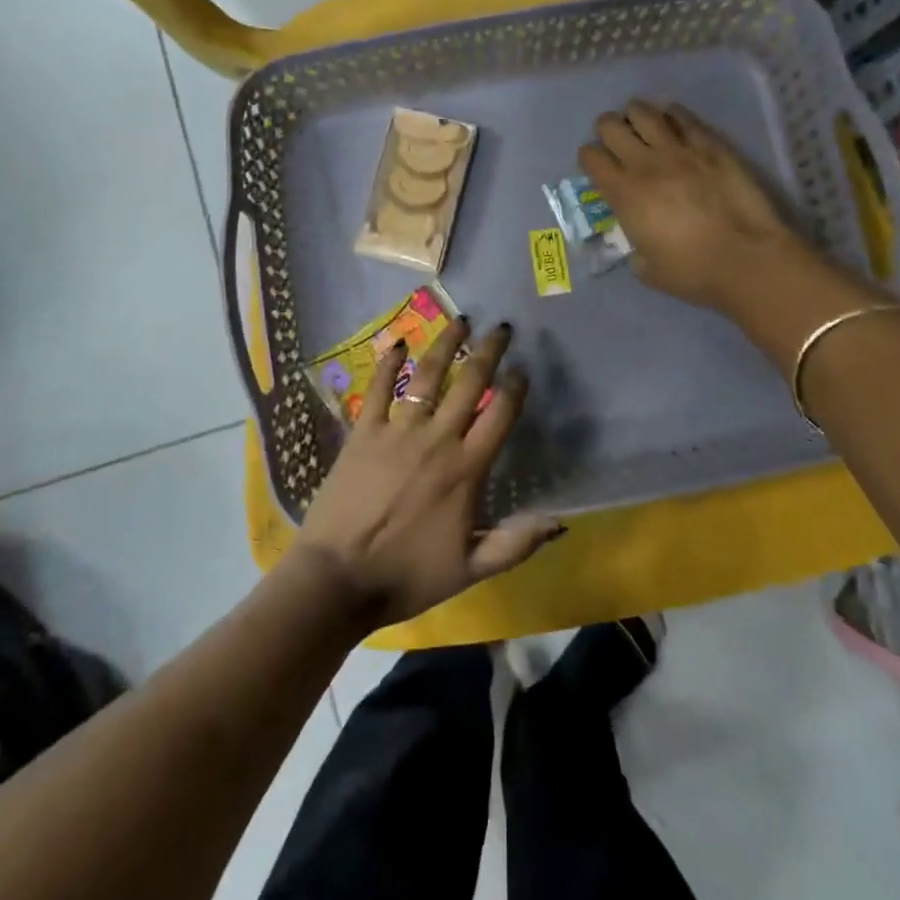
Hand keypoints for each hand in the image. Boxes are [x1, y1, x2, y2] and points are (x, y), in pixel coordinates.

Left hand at [293, 317, 563, 630]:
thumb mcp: (470, 569)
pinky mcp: (363, 432)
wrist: (339, 579)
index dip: (516, 386)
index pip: (499, 414)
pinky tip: (398, 344)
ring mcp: (397, 431)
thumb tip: (560, 520)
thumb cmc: (407, 575)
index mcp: (466, 469)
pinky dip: (389, 364)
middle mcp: (436, 439)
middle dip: (488, 351)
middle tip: (500, 327)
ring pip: (428, 376)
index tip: (524, 368)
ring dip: (446, 345)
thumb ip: (516, 543)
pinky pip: (379, 389)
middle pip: (469, 383)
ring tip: (460, 320)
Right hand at [580, 99, 799, 312]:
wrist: (745, 259)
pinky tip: (674, 124)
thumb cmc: (692, 272)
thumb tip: (638, 239)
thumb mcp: (645, 268)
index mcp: (623, 193)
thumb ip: (634, 246)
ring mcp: (679, 149)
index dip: (589, 158)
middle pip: (610, 125)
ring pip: (644, 112)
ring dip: (636, 116)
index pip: (591, 156)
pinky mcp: (710, 145)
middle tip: (617, 142)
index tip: (597, 167)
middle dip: (607, 130)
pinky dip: (672, 116)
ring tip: (643, 127)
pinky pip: (683, 116)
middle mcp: (644, 163)